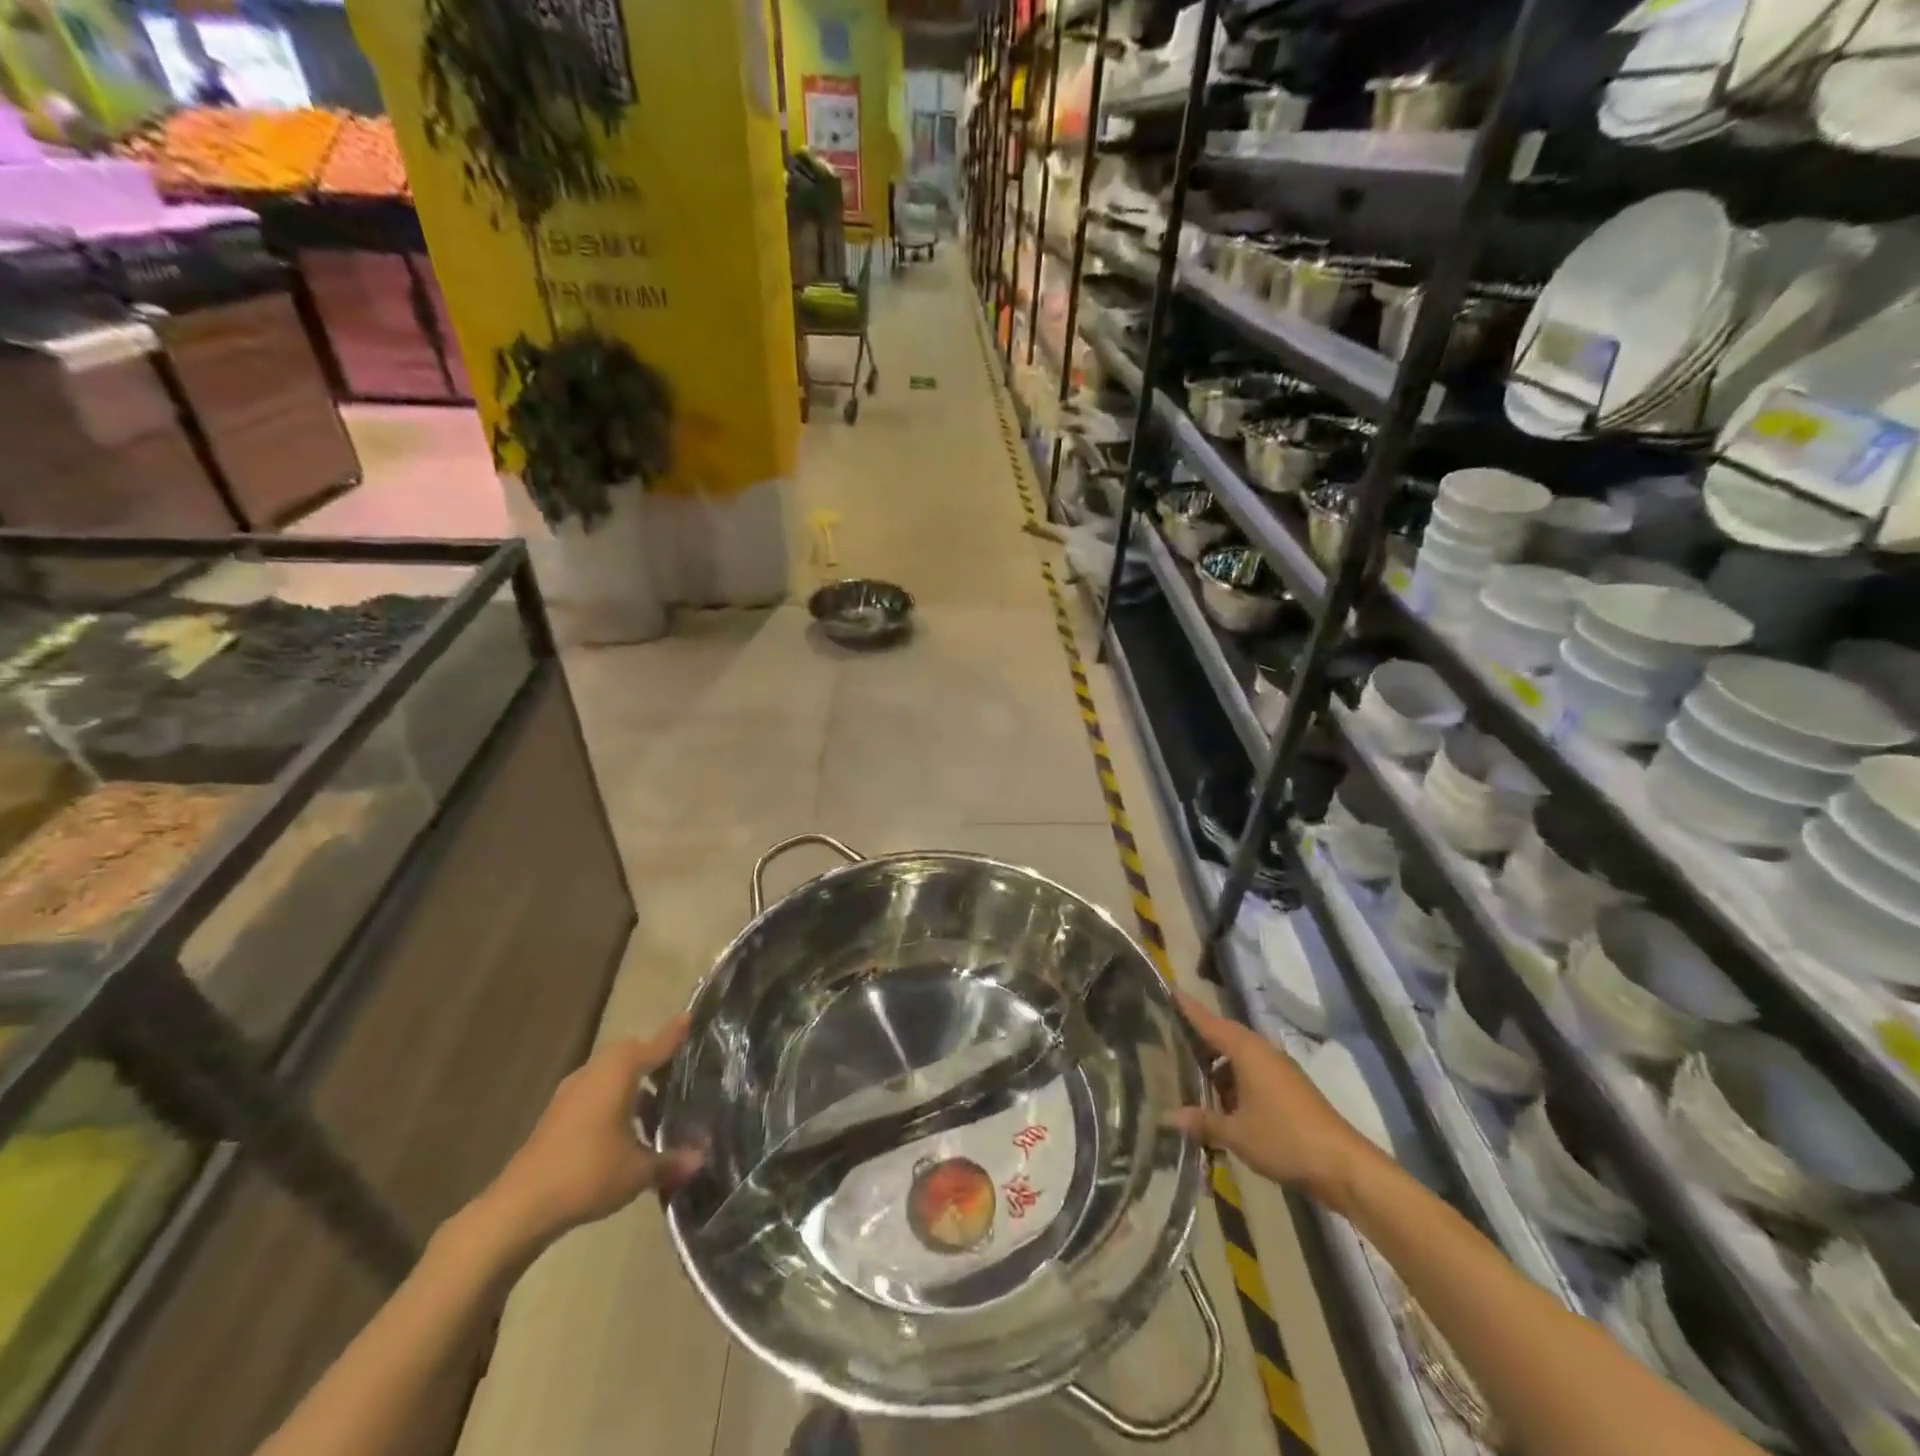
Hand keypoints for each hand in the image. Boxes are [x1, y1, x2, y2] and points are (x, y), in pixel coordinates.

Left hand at [478, 1015, 702, 1253]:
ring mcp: (571, 1092)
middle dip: (653, 1060)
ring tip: (655, 1109)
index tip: (690, 1017)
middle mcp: (595, 1071)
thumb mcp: (638, 1171)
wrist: (520, 1207)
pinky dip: (613, 1099)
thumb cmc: (587, 1174)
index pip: (655, 1046)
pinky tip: (624, 1130)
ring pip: (610, 1074)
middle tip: (677, 1074)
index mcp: (619, 1072)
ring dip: (632, 1084)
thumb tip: (701, 1158)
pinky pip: (595, 1092)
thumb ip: (672, 1161)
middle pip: (630, 1054)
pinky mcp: (557, 1114)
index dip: (674, 1034)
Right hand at [1169, 990, 1378, 1208]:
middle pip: (1225, 1036)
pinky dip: (1234, 1080)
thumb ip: (1203, 1121)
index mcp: (1246, 1051)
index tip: (1171, 990)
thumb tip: (1169, 1117)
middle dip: (1200, 1038)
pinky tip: (1223, 1102)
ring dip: (1218, 1065)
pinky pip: (1253, 1073)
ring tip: (1191, 1075)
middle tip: (1171, 1038)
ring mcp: (1279, 1070)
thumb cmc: (1283, 1139)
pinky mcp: (1290, 1089)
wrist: (1343, 1166)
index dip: (1189, 1009)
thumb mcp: (1236, 1134)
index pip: (1209, 1022)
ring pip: (1240, 1057)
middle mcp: (1262, 1052)